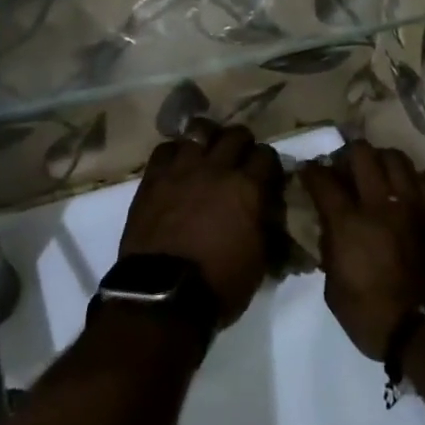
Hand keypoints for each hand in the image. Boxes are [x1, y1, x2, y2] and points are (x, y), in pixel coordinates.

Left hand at [120, 121, 282, 327]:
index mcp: (248, 188)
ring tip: (207, 152)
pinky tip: (178, 164)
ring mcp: (182, 169)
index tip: (266, 176)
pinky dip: (175, 152)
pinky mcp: (153, 178)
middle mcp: (217, 169)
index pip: (267, 155)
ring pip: (199, 130)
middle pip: (236, 134)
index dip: (268, 164)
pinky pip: (166, 148)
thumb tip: (270, 211)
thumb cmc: (219, 284)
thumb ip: (267, 226)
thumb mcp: (259, 260)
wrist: (163, 295)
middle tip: (239, 160)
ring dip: (208, 138)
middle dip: (242, 144)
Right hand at [300, 141, 424, 360]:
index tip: (308, 172)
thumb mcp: (335, 292)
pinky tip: (410, 192)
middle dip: (347, 155)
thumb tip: (330, 231)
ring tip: (378, 174)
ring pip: (397, 158)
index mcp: (349, 222)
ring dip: (382, 161)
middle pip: (362, 153)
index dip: (311, 171)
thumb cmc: (376, 319)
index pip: (322, 179)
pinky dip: (414, 180)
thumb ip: (330, 253)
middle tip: (345, 168)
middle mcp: (382, 202)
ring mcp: (415, 203)